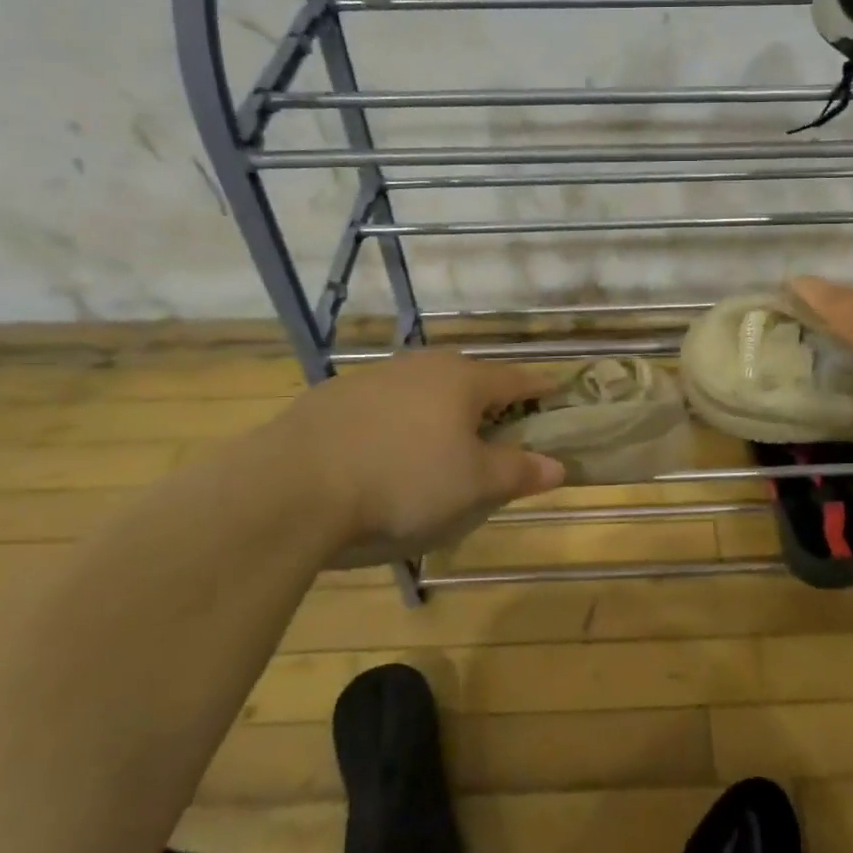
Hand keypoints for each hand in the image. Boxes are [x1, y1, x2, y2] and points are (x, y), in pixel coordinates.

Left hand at [257, 350, 565, 567]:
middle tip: (499, 430)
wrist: (293, 485)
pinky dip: (399, 422)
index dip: (540, 388)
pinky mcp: (334, 397)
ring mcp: (374, 377)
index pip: (516, 379)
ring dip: (440, 410)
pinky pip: (385, 405)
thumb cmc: (404, 481)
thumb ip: (518, 472)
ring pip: (424, 389)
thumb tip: (558, 466)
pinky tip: (386, 452)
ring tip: (441, 444)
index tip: (556, 393)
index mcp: (464, 380)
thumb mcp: (473, 486)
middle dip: (488, 401)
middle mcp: (422, 366)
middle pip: (469, 379)